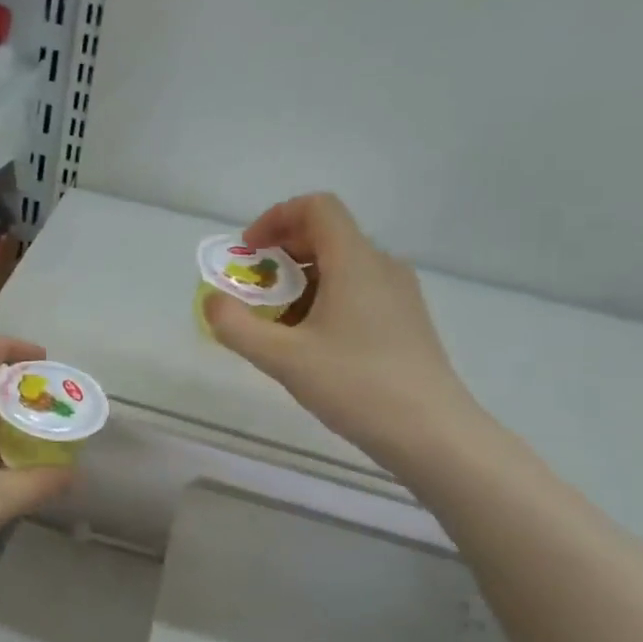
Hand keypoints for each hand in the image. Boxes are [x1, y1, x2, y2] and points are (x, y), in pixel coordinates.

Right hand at [204, 194, 480, 459]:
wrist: (431, 433)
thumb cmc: (356, 386)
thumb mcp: (283, 358)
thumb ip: (236, 326)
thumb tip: (211, 301)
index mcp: (355, 261)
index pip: (316, 207)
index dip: (275, 218)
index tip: (248, 252)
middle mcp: (381, 266)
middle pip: (326, 236)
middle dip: (280, 255)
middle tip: (252, 292)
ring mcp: (398, 294)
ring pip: (341, 266)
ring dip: (299, 282)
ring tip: (275, 324)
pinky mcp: (404, 321)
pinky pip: (357, 291)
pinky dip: (324, 301)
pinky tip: (309, 344)